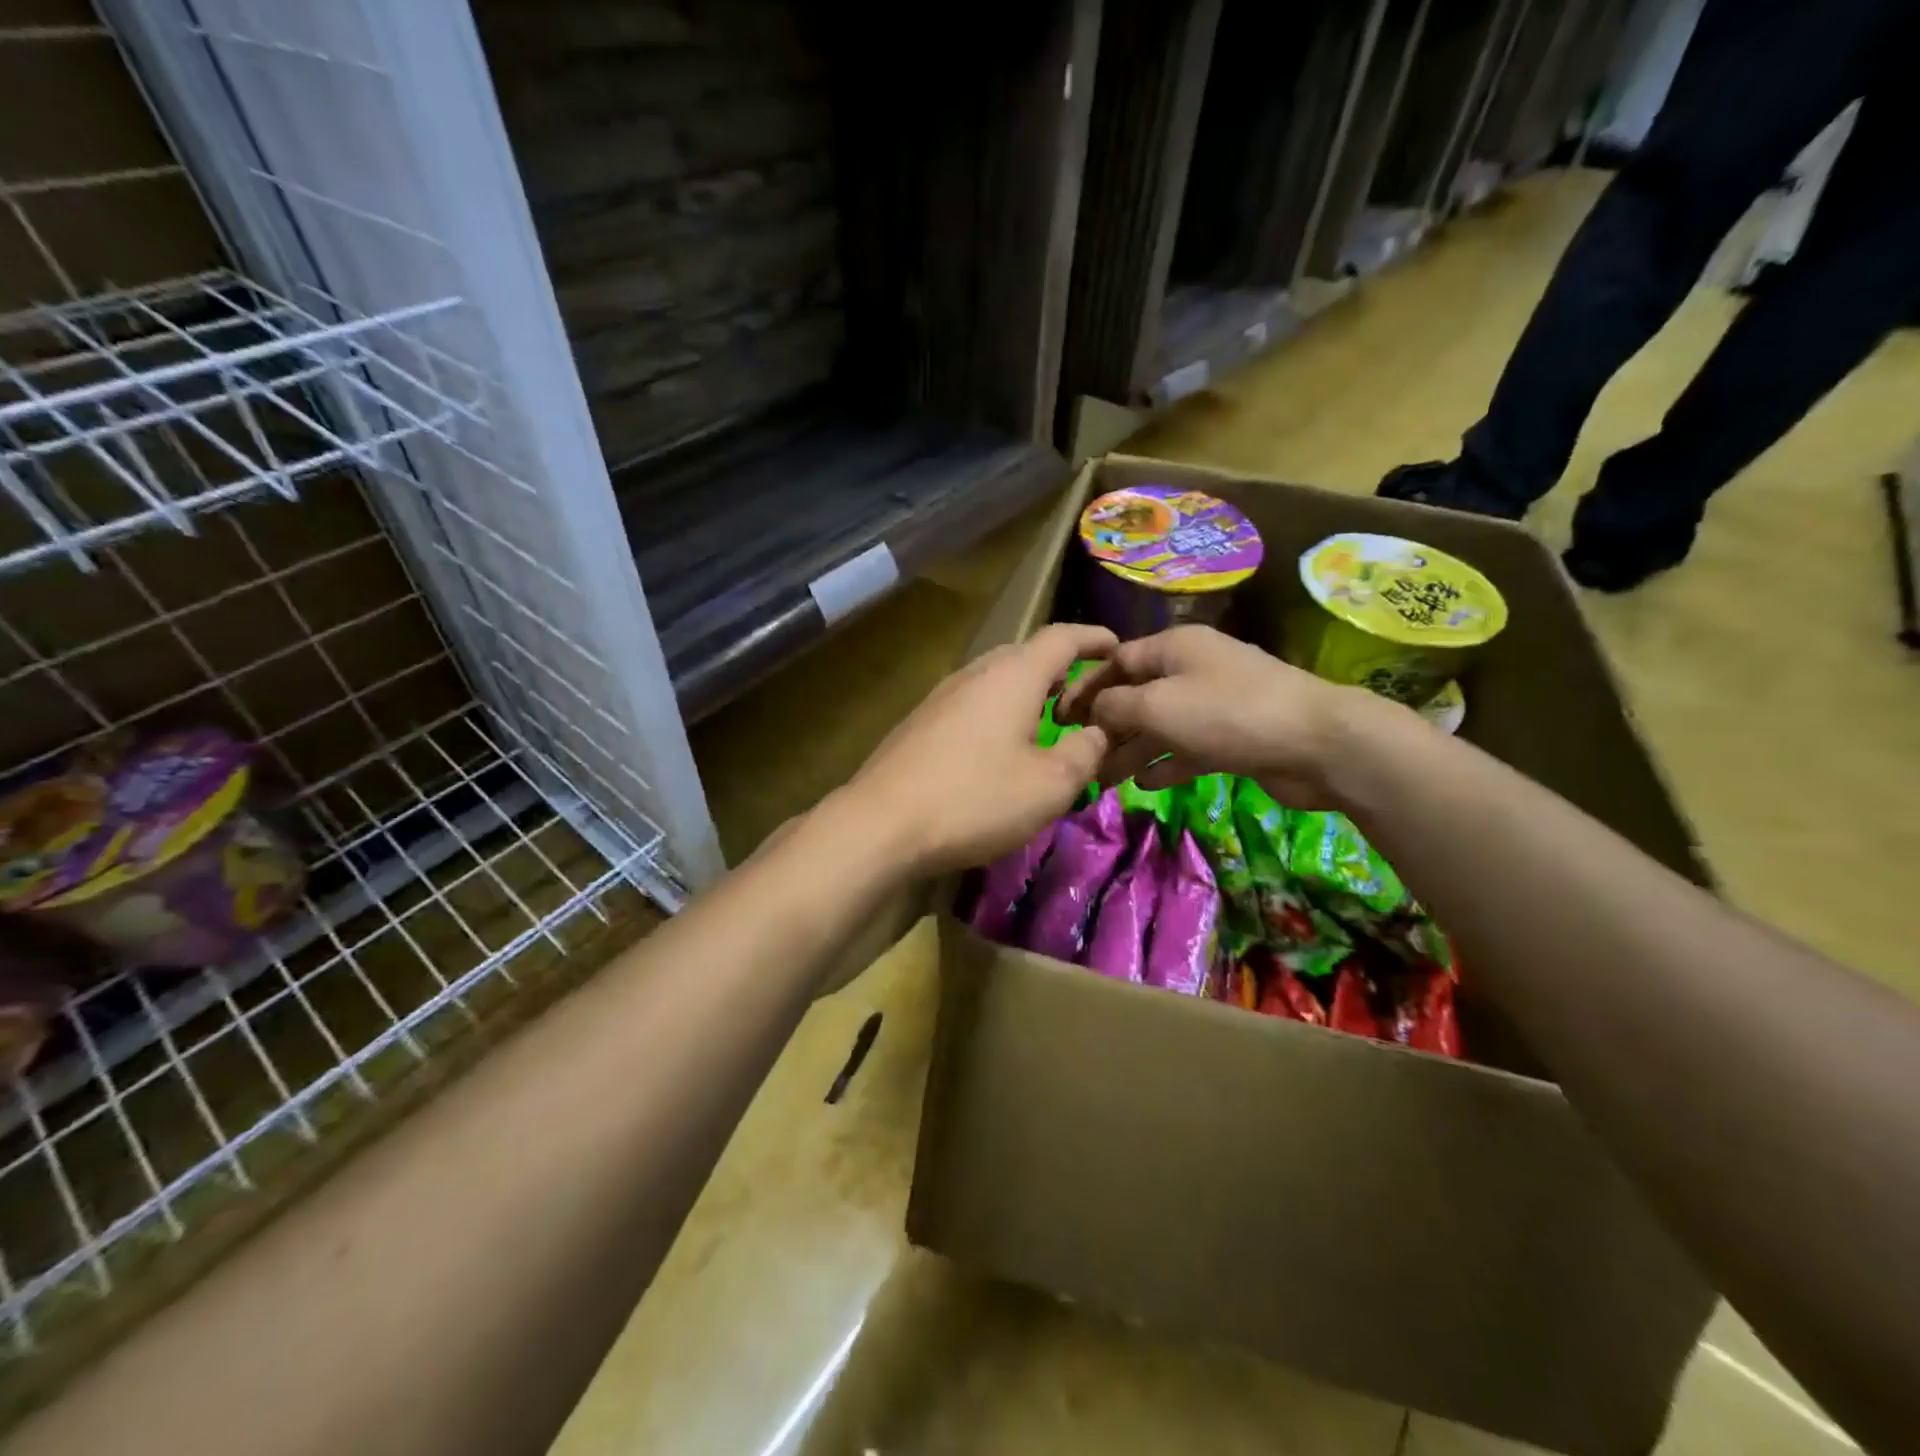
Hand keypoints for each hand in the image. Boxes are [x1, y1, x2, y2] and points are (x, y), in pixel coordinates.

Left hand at [843, 623, 1117, 876]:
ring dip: (1029, 692)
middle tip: (1088, 696)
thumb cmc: (976, 798)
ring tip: (1051, 719)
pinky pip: (974, 703)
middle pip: (1026, 655)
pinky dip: (1001, 712)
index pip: (1062, 637)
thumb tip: (1099, 732)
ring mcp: (942, 696)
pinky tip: (1003, 746)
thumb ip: (1086, 751)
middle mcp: (975, 673)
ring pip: (996, 679)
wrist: (881, 824)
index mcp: (1013, 675)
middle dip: (1061, 668)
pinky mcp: (921, 723)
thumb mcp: (1051, 784)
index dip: (1095, 638)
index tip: (1119, 648)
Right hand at [1054, 624, 1395, 808]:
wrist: (1318, 743)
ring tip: (1105, 780)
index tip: (1057, 719)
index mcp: (1173, 647)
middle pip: (1137, 694)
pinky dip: (1166, 763)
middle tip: (1080, 756)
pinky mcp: (1233, 737)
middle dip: (1107, 725)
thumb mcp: (1158, 705)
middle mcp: (1192, 669)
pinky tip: (1146, 783)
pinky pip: (1187, 747)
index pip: (1116, 661)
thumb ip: (1115, 706)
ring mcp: (1215, 704)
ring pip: (1160, 725)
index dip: (1084, 688)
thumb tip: (1094, 712)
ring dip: (1132, 750)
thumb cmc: (1228, 713)